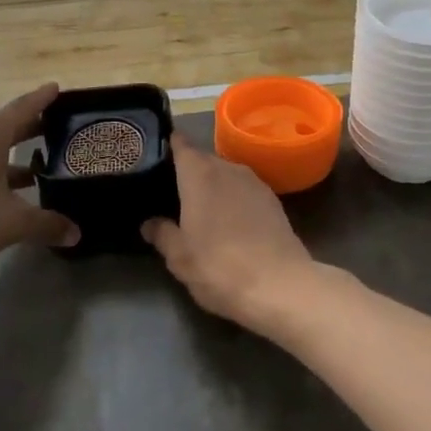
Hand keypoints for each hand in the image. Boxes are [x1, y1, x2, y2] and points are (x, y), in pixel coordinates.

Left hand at [0, 85, 79, 272]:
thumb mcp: (13, 222)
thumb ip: (46, 224)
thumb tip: (76, 233)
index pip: (23, 108)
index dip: (43, 99)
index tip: (58, 87)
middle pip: (8, 125)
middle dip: (33, 126)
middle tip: (60, 126)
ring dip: (16, 153)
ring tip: (43, 163)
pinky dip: (0, 170)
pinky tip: (13, 191)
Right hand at [141, 139, 324, 328]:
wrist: (280, 285)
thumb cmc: (219, 266)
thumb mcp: (180, 257)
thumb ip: (162, 234)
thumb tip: (150, 223)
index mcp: (199, 174)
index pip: (181, 145)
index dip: (169, 144)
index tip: (157, 151)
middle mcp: (228, 168)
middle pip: (203, 159)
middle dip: (189, 171)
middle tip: (172, 190)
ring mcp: (255, 182)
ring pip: (226, 175)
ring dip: (213, 186)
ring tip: (199, 207)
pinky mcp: (273, 200)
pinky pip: (244, 190)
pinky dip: (233, 198)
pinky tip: (229, 221)